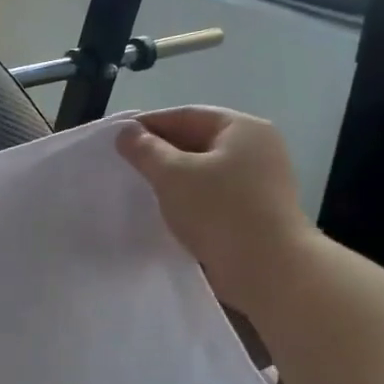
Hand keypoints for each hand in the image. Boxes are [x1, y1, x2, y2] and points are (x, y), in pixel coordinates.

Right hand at [118, 107, 314, 314]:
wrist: (266, 268)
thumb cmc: (219, 211)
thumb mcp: (172, 174)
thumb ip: (145, 150)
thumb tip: (127, 132)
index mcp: (243, 129)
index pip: (187, 115)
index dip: (149, 124)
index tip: (117, 138)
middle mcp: (258, 149)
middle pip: (198, 140)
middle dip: (160, 151)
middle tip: (124, 164)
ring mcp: (260, 182)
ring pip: (205, 170)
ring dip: (173, 178)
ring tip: (140, 188)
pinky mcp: (256, 211)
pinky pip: (213, 195)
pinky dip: (189, 198)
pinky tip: (167, 210)